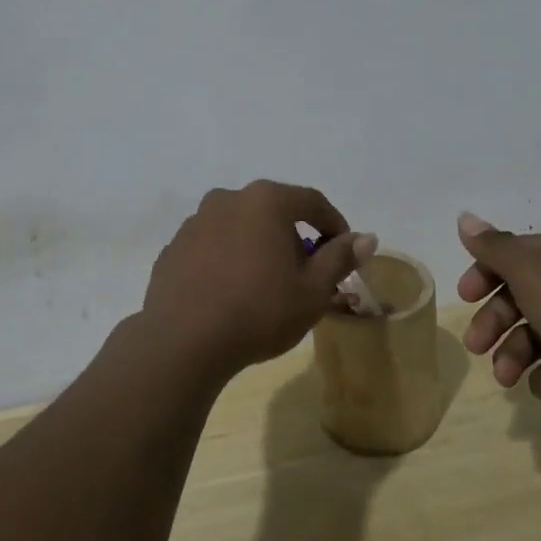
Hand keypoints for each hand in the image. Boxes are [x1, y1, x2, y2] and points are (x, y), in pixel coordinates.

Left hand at [138, 181, 376, 379]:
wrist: (183, 341)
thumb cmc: (259, 311)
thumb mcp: (312, 290)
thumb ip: (340, 258)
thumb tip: (367, 238)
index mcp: (266, 200)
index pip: (312, 202)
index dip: (334, 225)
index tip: (344, 253)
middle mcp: (228, 199)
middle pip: (273, 212)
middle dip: (294, 238)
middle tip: (305, 275)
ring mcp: (195, 222)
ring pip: (240, 227)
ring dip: (258, 247)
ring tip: (266, 287)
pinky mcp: (173, 248)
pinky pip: (212, 247)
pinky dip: (227, 260)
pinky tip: (230, 294)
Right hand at [455, 212, 540, 440]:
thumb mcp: (529, 271)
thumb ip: (493, 247)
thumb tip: (464, 217)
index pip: (516, 254)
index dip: (485, 273)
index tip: (464, 297)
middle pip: (522, 296)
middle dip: (495, 322)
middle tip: (475, 345)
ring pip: (537, 334)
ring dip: (514, 354)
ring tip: (506, 377)